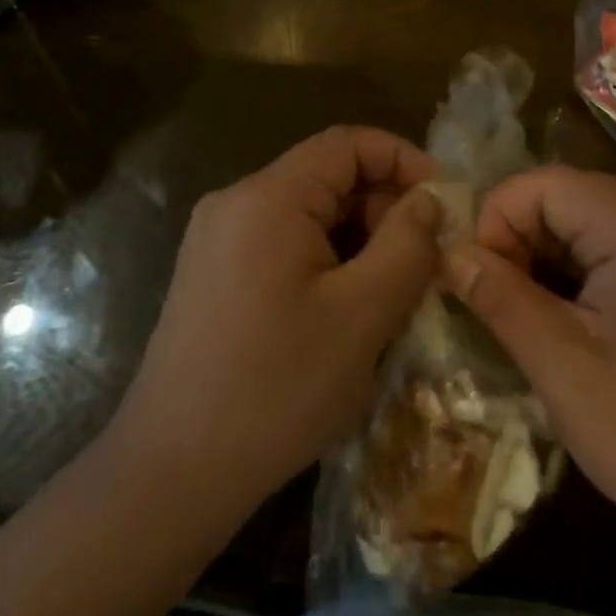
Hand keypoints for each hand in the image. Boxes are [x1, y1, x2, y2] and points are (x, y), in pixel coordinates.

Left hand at [107, 126, 441, 521]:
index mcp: (268, 196)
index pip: (346, 144)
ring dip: (357, 239)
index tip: (443, 202)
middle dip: (382, 207)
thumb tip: (428, 200)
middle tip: (423, 261)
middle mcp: (235, 202)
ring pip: (307, 214)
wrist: (172, 471)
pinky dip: (325, 261)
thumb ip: (406, 245)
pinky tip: (346, 311)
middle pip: (326, 177)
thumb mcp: (361, 314)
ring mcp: (217, 238)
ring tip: (392, 292)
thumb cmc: (276, 388)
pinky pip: (282, 244)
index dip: (402, 159)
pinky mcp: (212, 273)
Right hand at [446, 166, 615, 548]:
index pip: (543, 184)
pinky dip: (578, 273)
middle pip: (566, 197)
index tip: (475, 280)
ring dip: (544, 258)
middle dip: (517, 239)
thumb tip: (448, 250)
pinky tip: (565, 322)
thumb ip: (500, 297)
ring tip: (522, 315)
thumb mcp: (563, 368)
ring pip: (588, 222)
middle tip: (493, 301)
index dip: (496, 221)